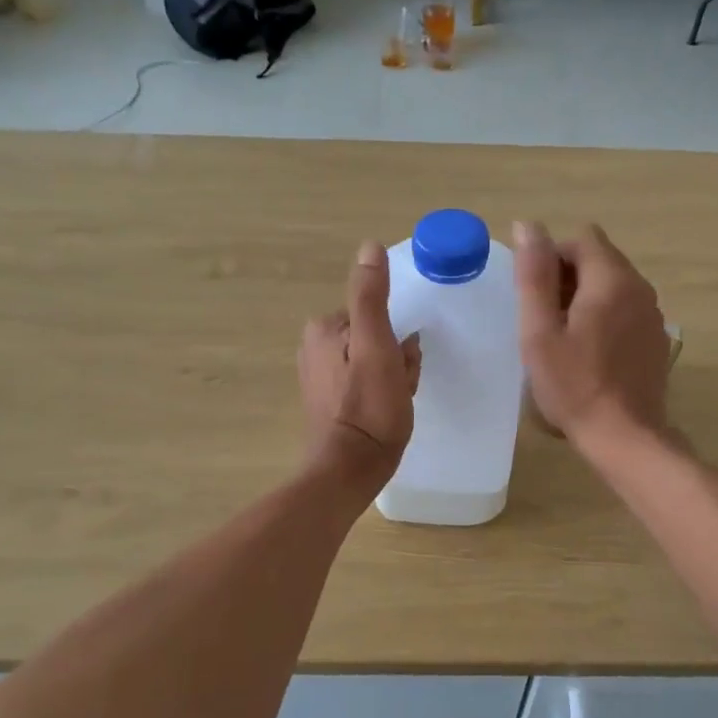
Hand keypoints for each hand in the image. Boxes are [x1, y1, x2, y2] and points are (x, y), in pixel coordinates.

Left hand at [299, 241, 421, 486]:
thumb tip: (369, 247)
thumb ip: (371, 296)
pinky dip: (383, 392)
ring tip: (397, 400)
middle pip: (375, 336)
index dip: (398, 337)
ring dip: (394, 375)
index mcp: (324, 328)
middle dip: (396, 357)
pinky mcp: (329, 401)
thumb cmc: (369, 407)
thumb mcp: (376, 345)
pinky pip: (367, 382)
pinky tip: (388, 411)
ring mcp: (320, 376)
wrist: (349, 470)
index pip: (376, 314)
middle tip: (400, 384)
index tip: (403, 362)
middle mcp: (314, 347)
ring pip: (375, 360)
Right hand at [513, 220, 671, 452]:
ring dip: (585, 298)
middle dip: (567, 278)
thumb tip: (528, 225)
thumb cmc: (574, 385)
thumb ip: (533, 276)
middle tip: (545, 320)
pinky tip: (590, 353)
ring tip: (564, 338)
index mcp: (611, 280)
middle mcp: (640, 287)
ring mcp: (653, 313)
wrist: (625, 436)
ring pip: (613, 284)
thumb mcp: (540, 332)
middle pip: (599, 259)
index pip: (581, 238)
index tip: (536, 297)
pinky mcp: (655, 337)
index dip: (552, 258)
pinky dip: (605, 316)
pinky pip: (626, 309)